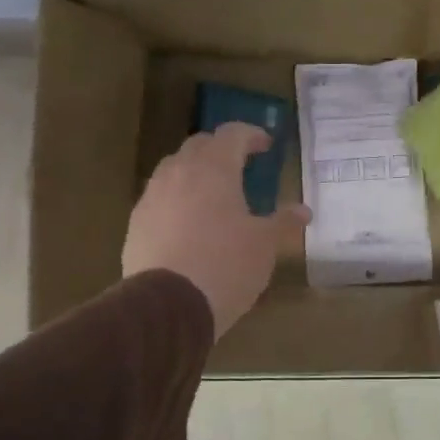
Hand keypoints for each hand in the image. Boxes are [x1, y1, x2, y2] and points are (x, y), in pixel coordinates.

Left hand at [122, 124, 309, 337]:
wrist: (168, 305)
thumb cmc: (226, 265)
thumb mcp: (264, 245)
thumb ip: (283, 222)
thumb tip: (303, 211)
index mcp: (214, 169)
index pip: (232, 134)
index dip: (251, 135)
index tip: (266, 145)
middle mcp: (179, 173)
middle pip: (199, 146)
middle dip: (221, 150)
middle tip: (241, 166)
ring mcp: (152, 197)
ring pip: (175, 169)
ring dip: (196, 173)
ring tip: (214, 194)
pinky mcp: (136, 223)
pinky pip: (160, 198)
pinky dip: (178, 200)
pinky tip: (189, 224)